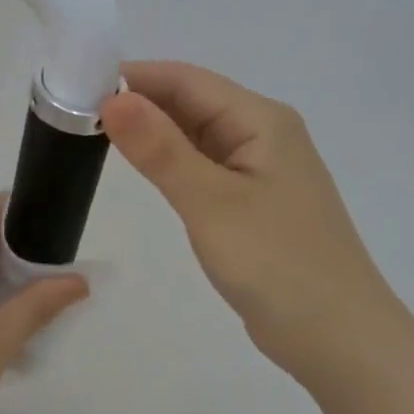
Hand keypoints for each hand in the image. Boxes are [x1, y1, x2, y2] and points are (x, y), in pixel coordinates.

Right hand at [102, 61, 392, 380]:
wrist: (337, 336)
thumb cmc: (277, 263)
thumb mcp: (211, 202)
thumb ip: (160, 150)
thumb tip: (113, 99)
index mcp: (261, 120)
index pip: (186, 79)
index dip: (133, 77)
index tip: (77, 88)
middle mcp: (264, 134)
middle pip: (192, 102)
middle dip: (138, 103)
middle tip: (76, 115)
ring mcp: (261, 170)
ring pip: (197, 135)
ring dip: (153, 133)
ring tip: (95, 136)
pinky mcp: (254, 203)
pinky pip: (205, 167)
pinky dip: (172, 163)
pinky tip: (144, 170)